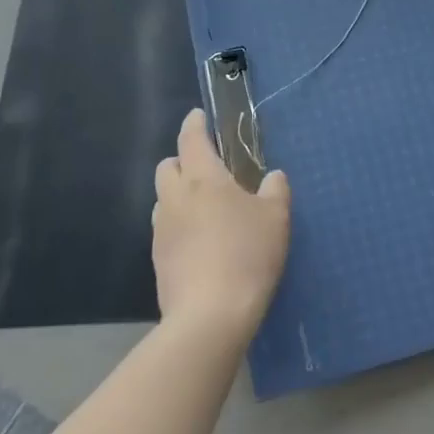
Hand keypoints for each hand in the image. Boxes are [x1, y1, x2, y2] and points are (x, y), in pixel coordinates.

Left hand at [153, 110, 289, 337]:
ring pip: (164, 199)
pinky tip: (200, 242)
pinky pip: (166, 228)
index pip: (191, 139)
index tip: (199, 116)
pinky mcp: (158, 260)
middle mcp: (175, 198)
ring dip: (178, 194)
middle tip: (208, 170)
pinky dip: (179, 224)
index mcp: (203, 179)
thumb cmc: (247, 255)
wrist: (210, 317)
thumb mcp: (276, 218)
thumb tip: (272, 177)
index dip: (195, 124)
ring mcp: (162, 230)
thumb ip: (275, 191)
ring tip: (205, 209)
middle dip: (182, 160)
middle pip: (167, 166)